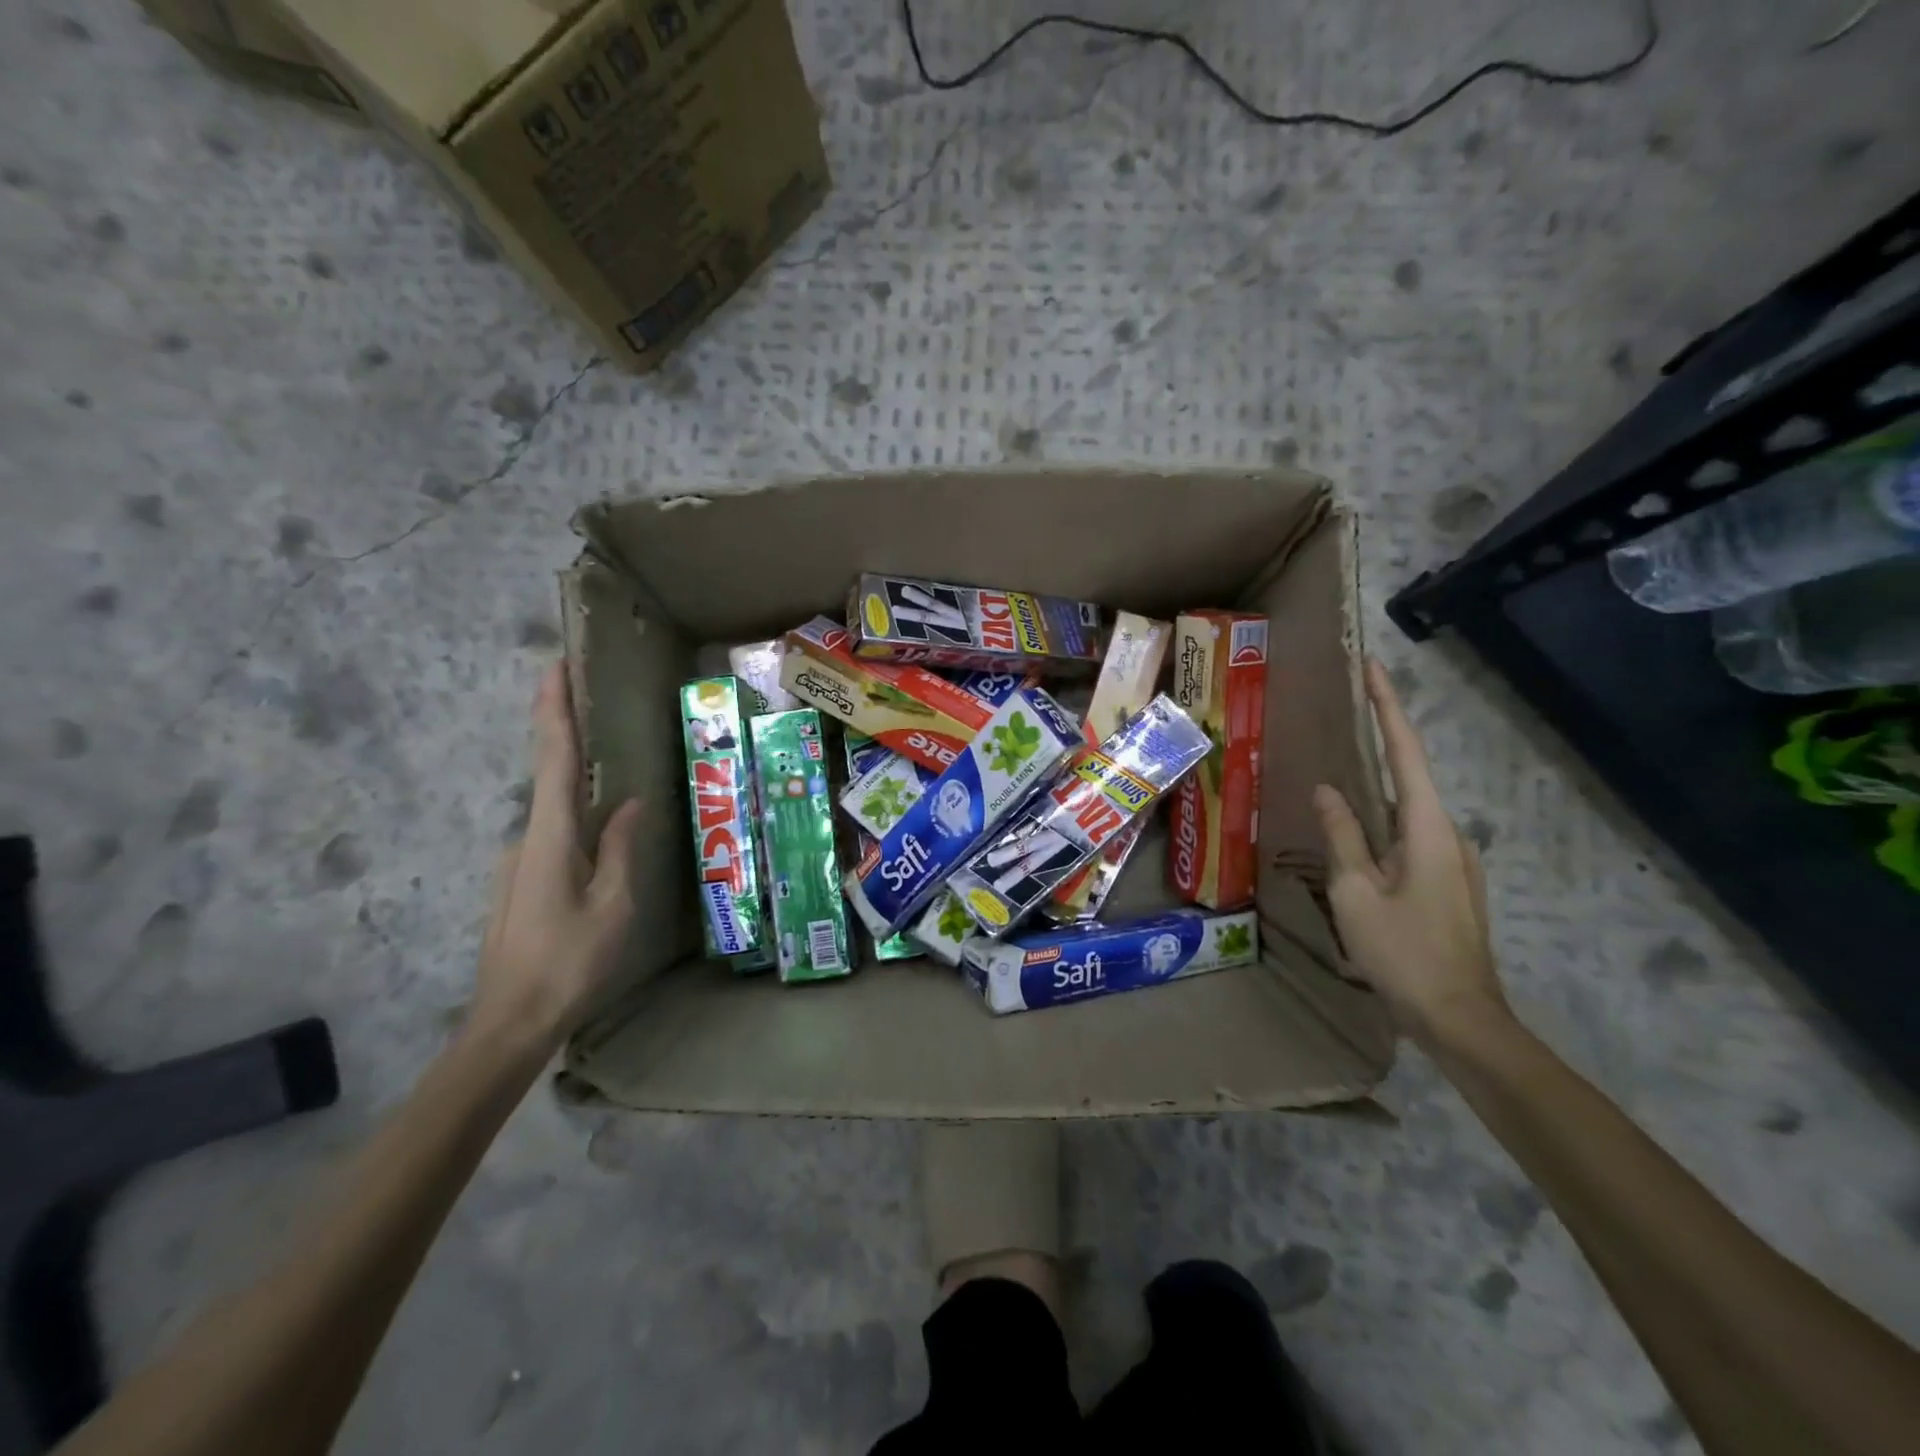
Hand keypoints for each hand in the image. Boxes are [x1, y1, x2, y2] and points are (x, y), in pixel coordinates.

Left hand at [470, 663, 640, 1051]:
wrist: (509, 1023)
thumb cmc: (569, 963)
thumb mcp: (613, 906)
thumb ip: (619, 849)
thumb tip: (627, 804)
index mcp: (549, 838)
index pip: (553, 761)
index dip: (554, 712)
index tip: (553, 667)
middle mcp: (526, 840)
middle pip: (550, 777)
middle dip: (565, 734)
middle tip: (587, 696)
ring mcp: (519, 863)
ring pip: (554, 811)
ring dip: (574, 781)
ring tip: (609, 764)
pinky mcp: (521, 883)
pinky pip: (554, 836)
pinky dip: (573, 815)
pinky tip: (598, 829)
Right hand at [1313, 658, 1508, 1050]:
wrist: (1460, 1019)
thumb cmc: (1402, 951)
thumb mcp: (1355, 892)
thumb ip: (1342, 835)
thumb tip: (1327, 789)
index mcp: (1428, 829)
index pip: (1405, 753)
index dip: (1389, 708)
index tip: (1374, 668)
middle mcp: (1448, 835)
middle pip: (1409, 776)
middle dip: (1381, 740)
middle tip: (1347, 711)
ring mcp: (1453, 861)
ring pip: (1407, 811)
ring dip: (1377, 787)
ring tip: (1340, 770)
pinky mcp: (1447, 884)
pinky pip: (1409, 837)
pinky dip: (1381, 822)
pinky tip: (1356, 833)